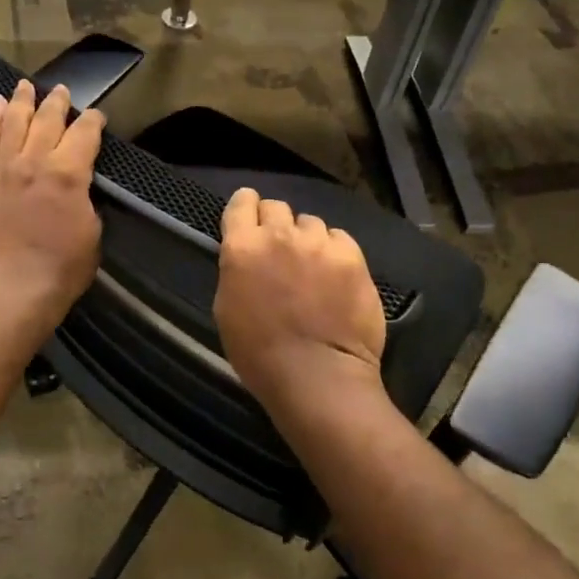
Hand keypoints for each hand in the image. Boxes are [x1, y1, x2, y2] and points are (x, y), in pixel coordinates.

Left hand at [0, 79, 104, 337]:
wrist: (14, 289)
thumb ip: (86, 196)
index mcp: (68, 173)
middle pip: (47, 120)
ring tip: (26, 86)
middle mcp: (35, 162)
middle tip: (63, 90)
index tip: (97, 116)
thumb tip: (80, 181)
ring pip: (14, 123)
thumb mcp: (92, 230)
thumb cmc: (64, 267)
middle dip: (58, 102)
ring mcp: (7, 169)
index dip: (93, 121)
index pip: (84, 133)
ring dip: (22, 102)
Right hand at [214, 187, 386, 410]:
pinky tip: (335, 275)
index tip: (250, 217)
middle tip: (280, 249)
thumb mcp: (226, 307)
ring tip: (312, 266)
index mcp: (242, 247)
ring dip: (307, 239)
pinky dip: (334, 251)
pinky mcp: (352, 256)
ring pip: (310, 223)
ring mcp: (318, 243)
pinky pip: (339, 238)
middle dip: (276, 223)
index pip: (241, 202)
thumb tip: (248, 257)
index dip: (245, 207)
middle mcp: (279, 235)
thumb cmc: (259, 353)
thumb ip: (237, 269)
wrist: (316, 376)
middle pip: (276, 207)